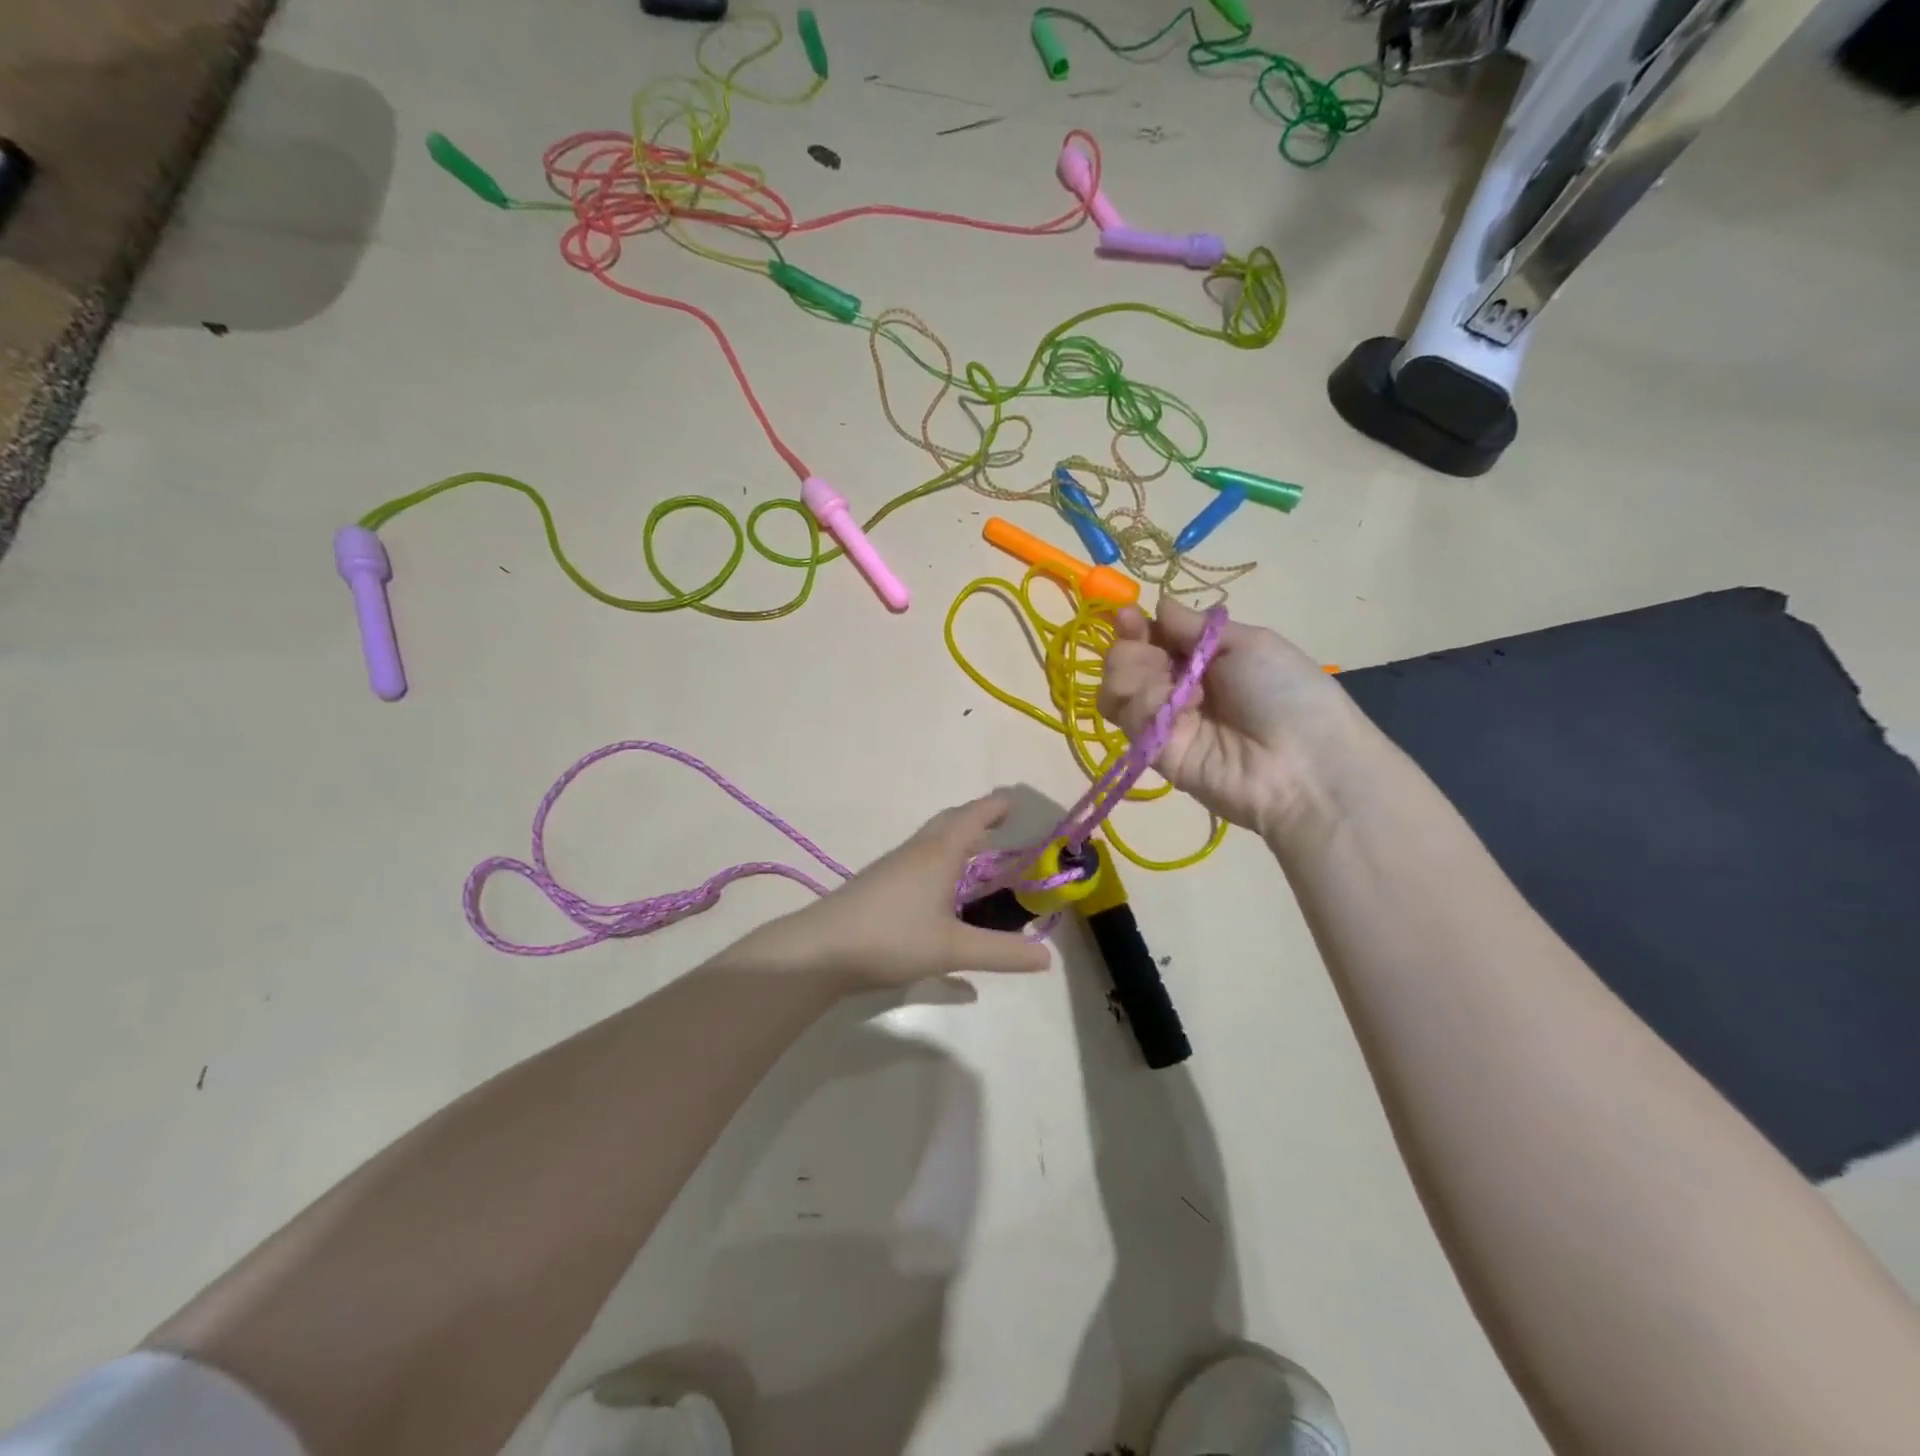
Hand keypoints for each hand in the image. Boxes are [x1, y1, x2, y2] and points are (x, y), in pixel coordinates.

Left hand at [772, 795, 1053, 992]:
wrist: (819, 950)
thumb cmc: (891, 938)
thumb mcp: (953, 949)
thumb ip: (1001, 953)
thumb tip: (1048, 957)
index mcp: (939, 854)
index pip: (973, 817)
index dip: (996, 806)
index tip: (1016, 800)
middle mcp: (917, 852)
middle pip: (950, 823)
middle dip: (977, 819)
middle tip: (1002, 826)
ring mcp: (893, 868)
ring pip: (932, 844)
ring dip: (957, 843)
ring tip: (978, 859)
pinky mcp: (878, 886)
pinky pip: (918, 864)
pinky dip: (940, 866)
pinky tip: (943, 901)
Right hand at [1098, 600, 1359, 841]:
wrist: (1302, 764)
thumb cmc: (1286, 692)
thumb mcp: (1248, 643)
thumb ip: (1194, 626)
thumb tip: (1159, 605)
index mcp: (1201, 658)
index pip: (1149, 637)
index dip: (1134, 626)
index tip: (1127, 616)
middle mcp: (1175, 687)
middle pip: (1124, 660)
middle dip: (1130, 648)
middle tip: (1157, 655)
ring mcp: (1161, 721)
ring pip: (1115, 687)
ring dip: (1132, 674)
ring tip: (1170, 684)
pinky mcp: (1151, 751)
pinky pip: (1129, 715)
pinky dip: (1146, 703)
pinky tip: (1182, 708)